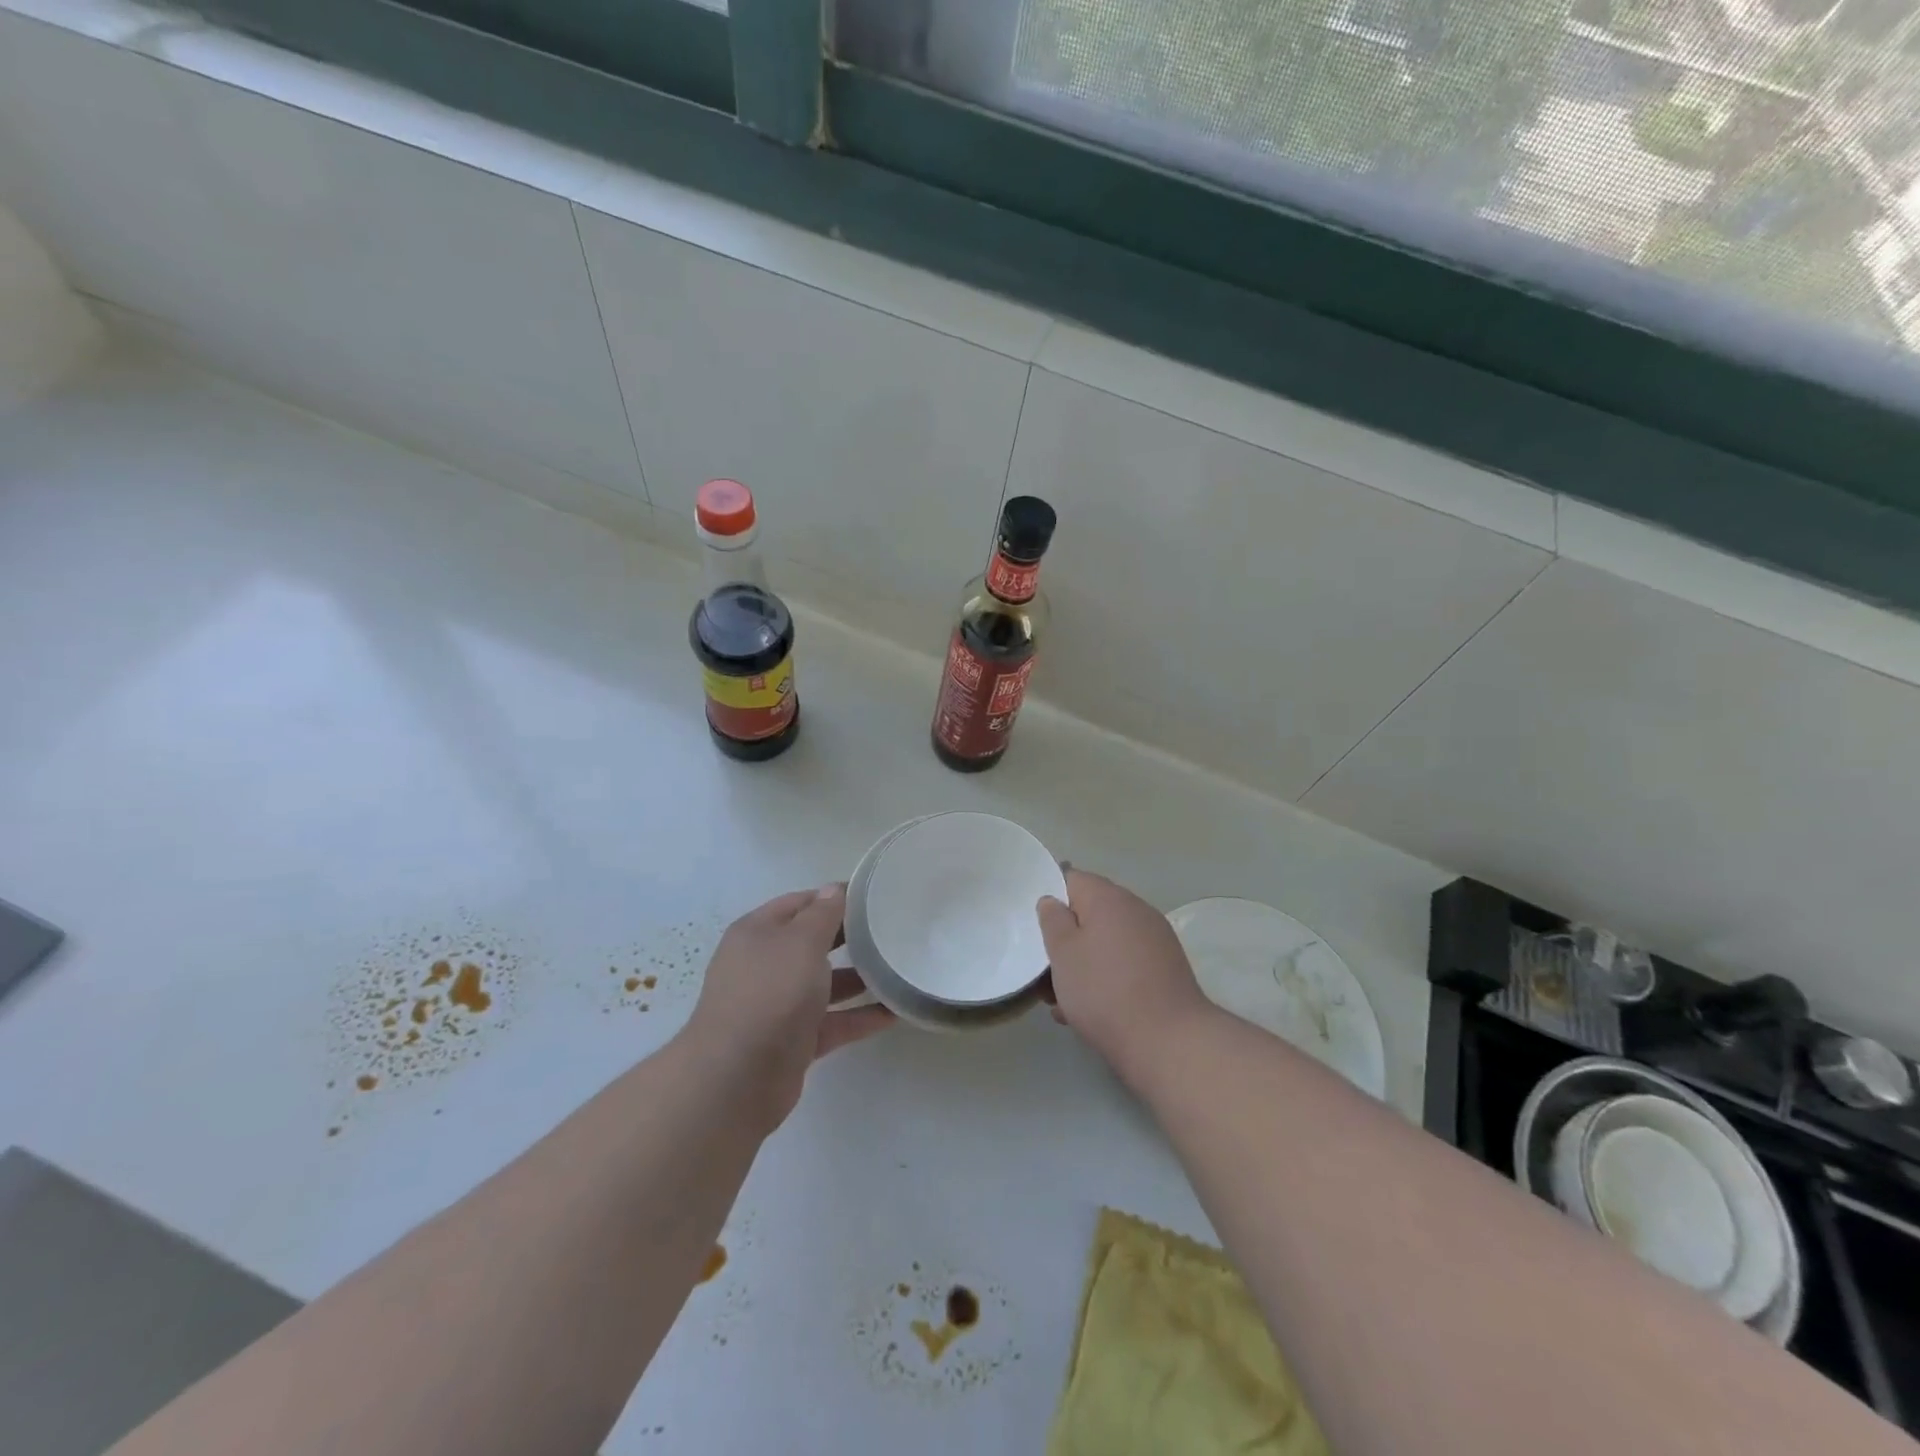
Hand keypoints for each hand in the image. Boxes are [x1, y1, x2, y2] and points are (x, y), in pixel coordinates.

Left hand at [682, 886, 893, 1131]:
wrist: (737, 1078)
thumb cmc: (771, 993)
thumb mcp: (802, 942)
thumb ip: (823, 914)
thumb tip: (834, 889)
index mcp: (758, 932)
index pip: (800, 903)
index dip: (834, 897)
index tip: (874, 897)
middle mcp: (764, 965)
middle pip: (812, 943)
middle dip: (849, 937)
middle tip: (891, 930)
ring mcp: (776, 1005)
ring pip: (823, 984)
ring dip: (858, 978)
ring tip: (899, 968)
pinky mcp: (792, 1041)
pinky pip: (831, 1021)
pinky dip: (858, 1016)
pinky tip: (894, 1012)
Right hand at [1037, 869, 1213, 1082]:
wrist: (1168, 1042)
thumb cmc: (1104, 991)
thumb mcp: (1063, 953)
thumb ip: (1053, 920)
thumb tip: (1052, 900)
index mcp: (1109, 898)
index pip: (1072, 879)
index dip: (1050, 897)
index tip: (1034, 925)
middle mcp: (1137, 910)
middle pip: (1090, 913)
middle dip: (1066, 939)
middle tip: (1044, 970)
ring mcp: (1156, 940)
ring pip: (1107, 943)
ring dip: (1084, 963)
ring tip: (1062, 1000)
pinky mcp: (1166, 970)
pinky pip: (1125, 964)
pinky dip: (1106, 979)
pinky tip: (1090, 1012)